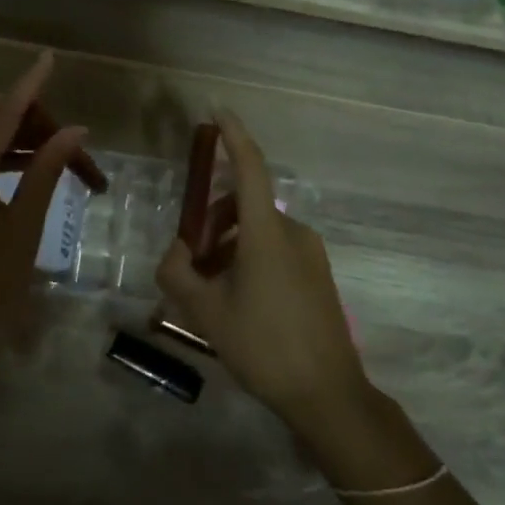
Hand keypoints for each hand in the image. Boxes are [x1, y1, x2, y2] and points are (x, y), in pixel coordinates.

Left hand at [0, 53, 86, 406]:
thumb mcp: (25, 227)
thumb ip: (46, 171)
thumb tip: (74, 131)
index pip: (3, 110)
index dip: (28, 83)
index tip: (48, 58)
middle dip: (16, 111)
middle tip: (55, 137)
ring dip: (6, 135)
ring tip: (51, 157)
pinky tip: (23, 175)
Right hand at [156, 111, 369, 430]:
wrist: (328, 395)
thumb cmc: (263, 346)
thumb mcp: (206, 312)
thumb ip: (178, 274)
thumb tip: (176, 252)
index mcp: (266, 232)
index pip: (249, 168)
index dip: (233, 135)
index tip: (217, 109)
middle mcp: (292, 231)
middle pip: (244, 205)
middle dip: (213, 220)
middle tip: (190, 259)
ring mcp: (310, 252)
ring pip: (258, 230)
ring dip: (230, 243)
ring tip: (211, 288)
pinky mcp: (318, 273)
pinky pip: (276, 248)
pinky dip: (250, 257)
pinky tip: (238, 299)